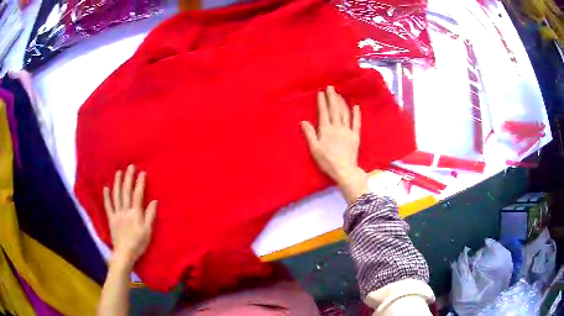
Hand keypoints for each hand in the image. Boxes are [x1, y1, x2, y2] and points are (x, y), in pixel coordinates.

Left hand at [103, 165, 157, 267]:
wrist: (124, 253)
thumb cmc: (138, 243)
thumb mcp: (148, 232)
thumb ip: (150, 216)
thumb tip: (154, 201)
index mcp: (135, 214)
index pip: (137, 195)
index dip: (140, 183)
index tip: (142, 172)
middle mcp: (125, 211)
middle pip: (126, 192)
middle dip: (128, 178)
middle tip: (130, 166)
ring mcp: (116, 214)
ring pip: (116, 196)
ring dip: (117, 183)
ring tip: (118, 172)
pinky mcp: (111, 219)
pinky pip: (108, 206)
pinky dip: (106, 196)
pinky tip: (106, 188)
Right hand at [301, 86, 369, 203]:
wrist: (344, 170)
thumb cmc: (327, 161)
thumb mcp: (314, 149)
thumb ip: (310, 134)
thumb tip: (303, 121)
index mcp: (326, 130)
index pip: (324, 112)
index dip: (322, 102)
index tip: (321, 92)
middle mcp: (337, 127)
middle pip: (335, 109)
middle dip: (332, 97)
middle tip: (331, 87)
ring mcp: (348, 130)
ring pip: (345, 113)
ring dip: (342, 102)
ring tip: (339, 94)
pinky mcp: (355, 135)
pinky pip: (356, 122)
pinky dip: (357, 114)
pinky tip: (356, 106)